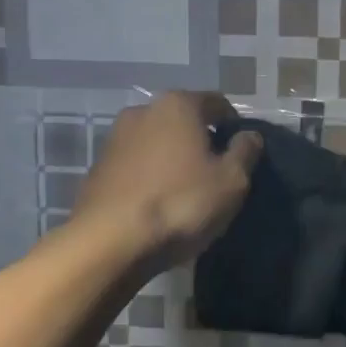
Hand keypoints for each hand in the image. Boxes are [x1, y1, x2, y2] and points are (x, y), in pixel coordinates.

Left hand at [70, 92, 261, 269]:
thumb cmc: (181, 203)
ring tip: (187, 192)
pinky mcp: (97, 168)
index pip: (217, 103)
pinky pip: (136, 165)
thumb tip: (249, 135)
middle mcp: (142, 110)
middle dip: (201, 141)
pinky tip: (159, 204)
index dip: (234, 125)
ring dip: (173, 159)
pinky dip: (150, 176)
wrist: (110, 243)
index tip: (242, 152)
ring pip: (157, 142)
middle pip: (183, 120)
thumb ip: (245, 152)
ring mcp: (114, 139)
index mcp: (178, 104)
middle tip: (217, 173)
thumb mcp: (231, 181)